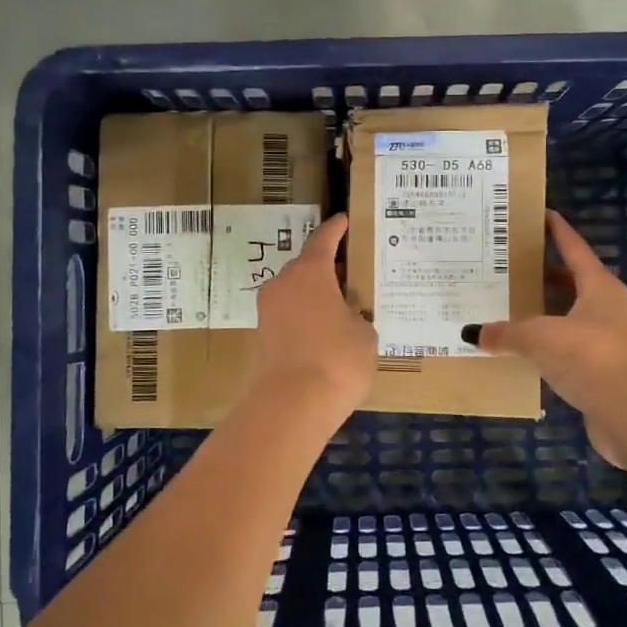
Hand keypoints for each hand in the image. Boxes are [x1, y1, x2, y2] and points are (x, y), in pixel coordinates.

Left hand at [246, 213, 376, 419]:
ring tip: (342, 308)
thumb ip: (357, 316)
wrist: (290, 406)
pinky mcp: (262, 337)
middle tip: (352, 275)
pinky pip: (288, 316)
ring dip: (315, 295)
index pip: (324, 239)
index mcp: (310, 271)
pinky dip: (305, 318)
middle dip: (328, 268)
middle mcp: (283, 284)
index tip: (345, 219)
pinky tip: (325, 333)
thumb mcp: (364, 334)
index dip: (337, 229)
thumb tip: (347, 316)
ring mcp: (267, 311)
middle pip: (307, 266)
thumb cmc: (337, 360)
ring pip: (295, 293)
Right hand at [470, 211, 626, 466]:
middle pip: (571, 283)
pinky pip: (567, 350)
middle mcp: (606, 308)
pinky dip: (546, 347)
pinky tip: (522, 352)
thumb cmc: (589, 356)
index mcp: (598, 286)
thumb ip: (505, 333)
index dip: (557, 231)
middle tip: (507, 268)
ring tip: (507, 309)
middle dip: (542, 275)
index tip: (540, 214)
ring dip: (543, 314)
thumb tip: (472, 332)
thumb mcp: (539, 337)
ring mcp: (608, 341)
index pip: (574, 248)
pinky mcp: (602, 371)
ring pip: (569, 318)